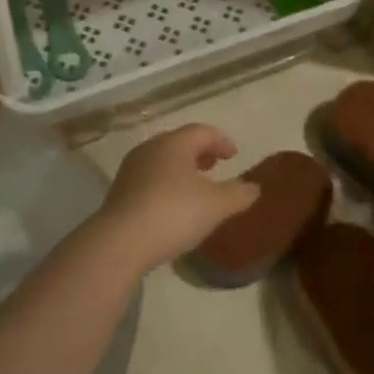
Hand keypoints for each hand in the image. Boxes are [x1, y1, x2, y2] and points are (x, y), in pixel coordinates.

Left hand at [90, 124, 259, 270]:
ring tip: (196, 186)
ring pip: (162, 161)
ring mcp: (131, 170)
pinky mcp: (119, 192)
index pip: (202, 131)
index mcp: (174, 144)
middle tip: (215, 165)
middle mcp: (150, 149)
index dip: (221, 141)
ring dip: (181, 169)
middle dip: (199, 152)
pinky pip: (149, 179)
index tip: (234, 155)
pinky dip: (166, 184)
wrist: (121, 242)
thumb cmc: (174, 213)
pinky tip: (173, 205)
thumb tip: (254, 187)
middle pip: (179, 143)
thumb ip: (238, 194)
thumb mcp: (216, 206)